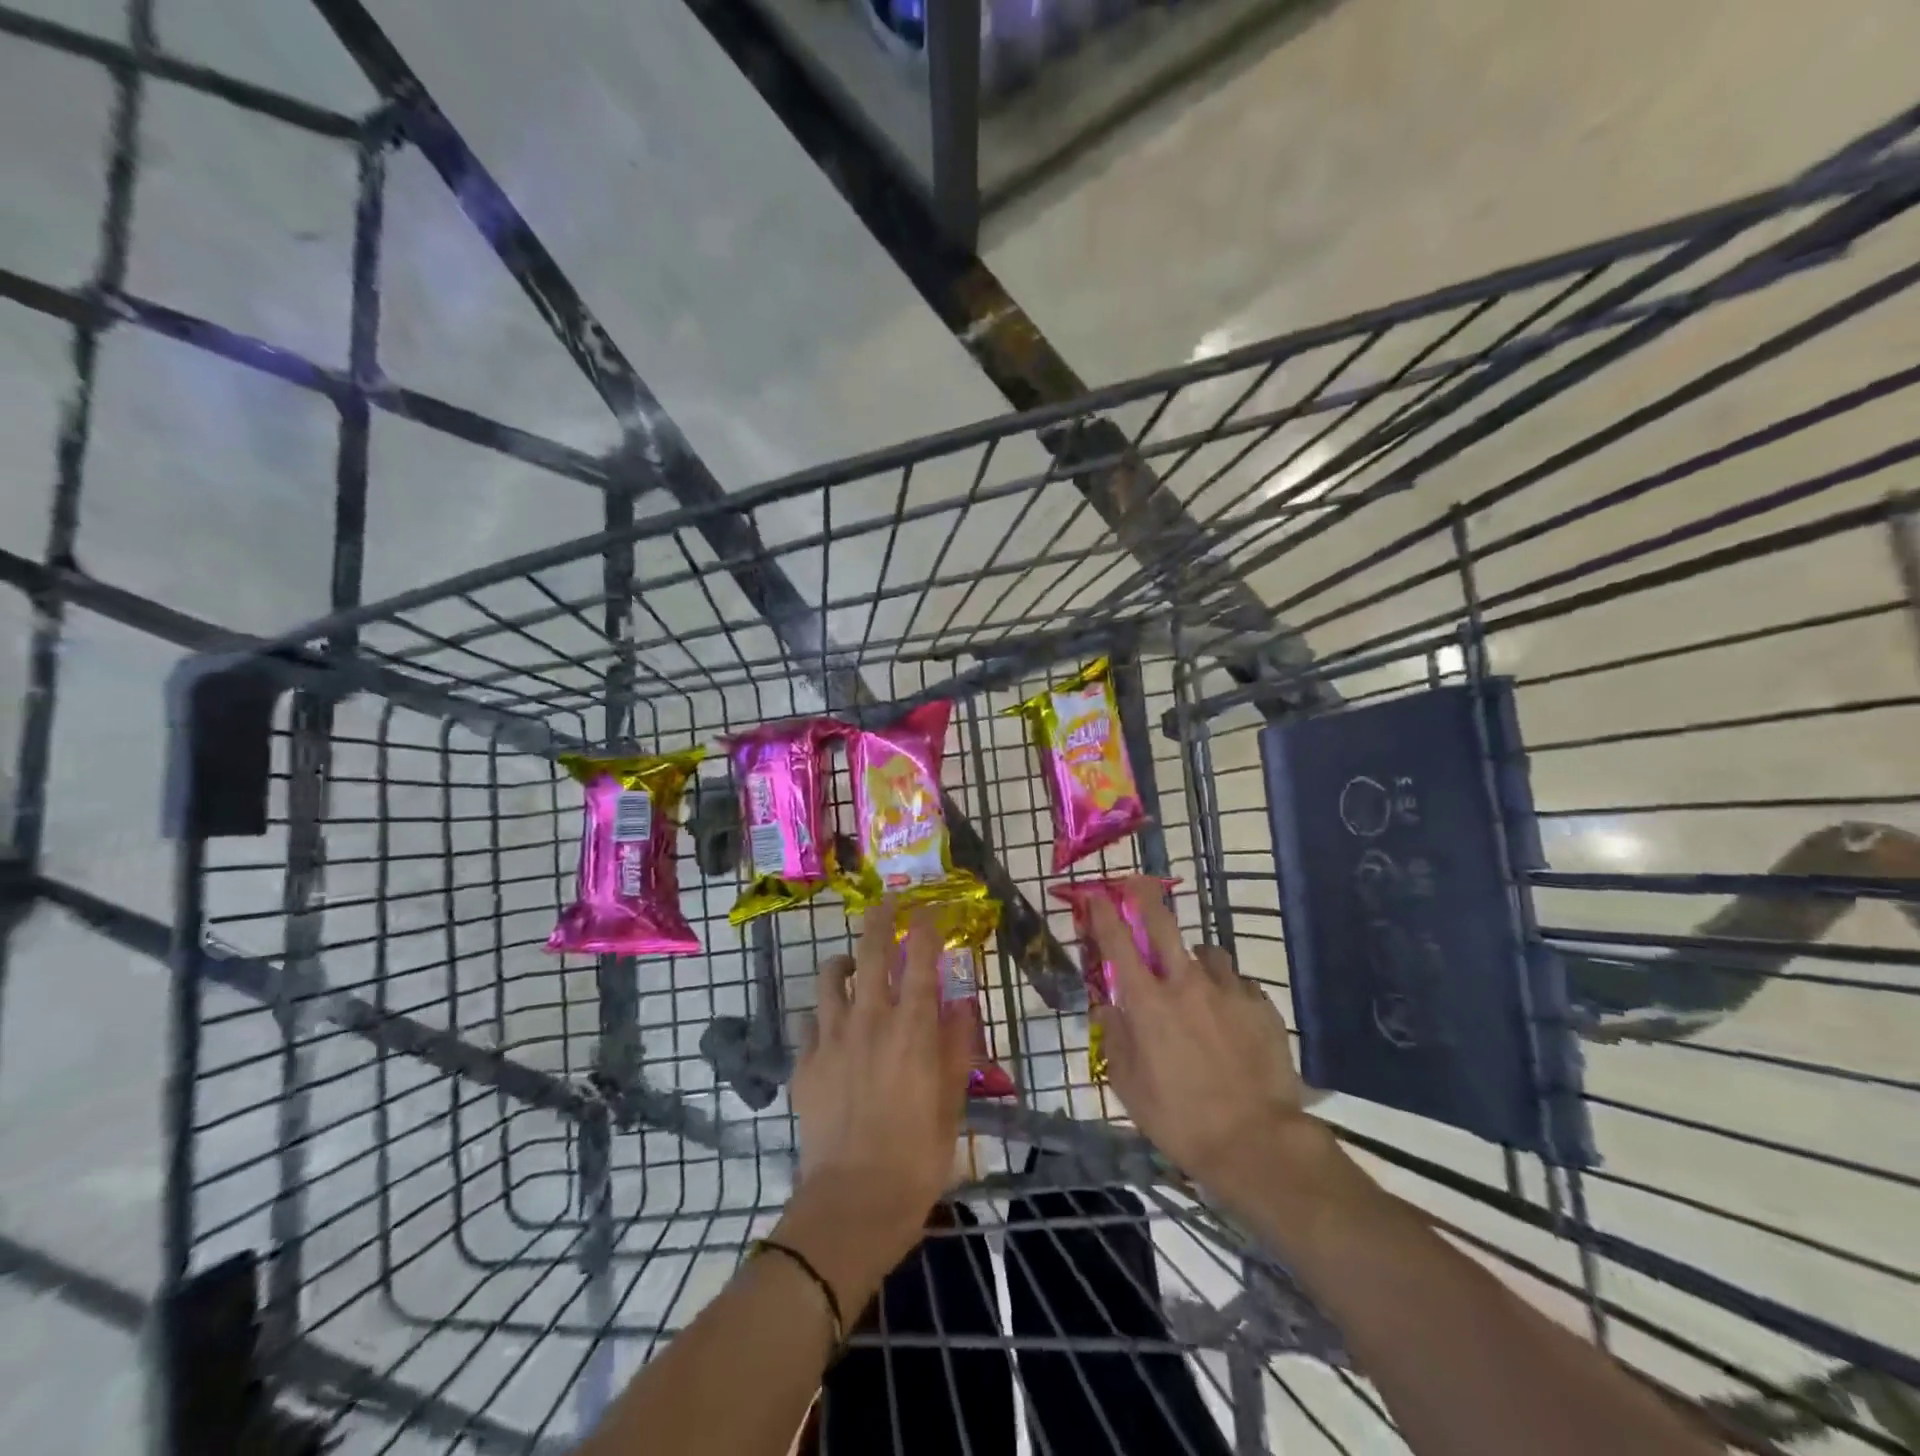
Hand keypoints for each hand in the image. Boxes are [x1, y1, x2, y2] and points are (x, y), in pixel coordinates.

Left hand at [784, 899, 974, 1299]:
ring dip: (844, 962)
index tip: (929, 910)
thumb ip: (957, 1048)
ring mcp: (832, 1039)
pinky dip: (823, 1013)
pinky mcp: (804, 1063)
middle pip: (872, 954)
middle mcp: (871, 1021)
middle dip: (880, 920)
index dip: (926, 930)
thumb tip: (961, 1005)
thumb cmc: (916, 1156)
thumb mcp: (952, 1104)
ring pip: (831, 978)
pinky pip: (810, 1021)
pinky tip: (830, 1025)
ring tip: (852, 964)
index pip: (921, 962)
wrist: (853, 1202)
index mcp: (912, 1030)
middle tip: (886, 902)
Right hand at [1089, 877, 1311, 1196]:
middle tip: (1138, 883)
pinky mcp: (1262, 1006)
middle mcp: (1186, 984)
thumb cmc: (1180, 1120)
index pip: (1118, 943)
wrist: (1258, 1143)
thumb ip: (1114, 1038)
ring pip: (1207, 953)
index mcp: (1148, 1002)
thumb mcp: (1129, 1087)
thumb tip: (1107, 1006)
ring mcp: (1229, 991)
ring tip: (1198, 982)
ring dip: (1195, 959)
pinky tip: (1232, 1016)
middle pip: (1163, 924)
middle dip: (1145, 897)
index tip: (1095, 893)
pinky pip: (1240, 984)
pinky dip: (1229, 991)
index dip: (1103, 913)